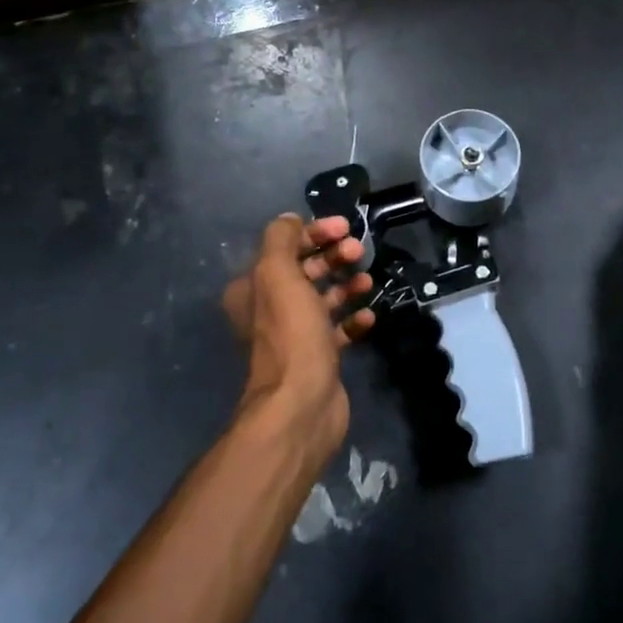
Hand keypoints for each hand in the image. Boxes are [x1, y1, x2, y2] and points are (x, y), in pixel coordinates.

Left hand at [223, 214, 374, 466]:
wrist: (302, 403)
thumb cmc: (291, 333)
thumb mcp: (278, 274)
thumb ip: (281, 239)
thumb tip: (290, 219)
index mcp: (254, 288)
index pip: (284, 246)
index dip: (313, 232)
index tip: (343, 227)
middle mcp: (271, 309)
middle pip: (305, 270)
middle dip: (333, 256)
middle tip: (358, 252)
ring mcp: (296, 335)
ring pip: (324, 298)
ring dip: (346, 285)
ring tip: (367, 282)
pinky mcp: (319, 357)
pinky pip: (339, 329)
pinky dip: (353, 319)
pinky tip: (368, 316)